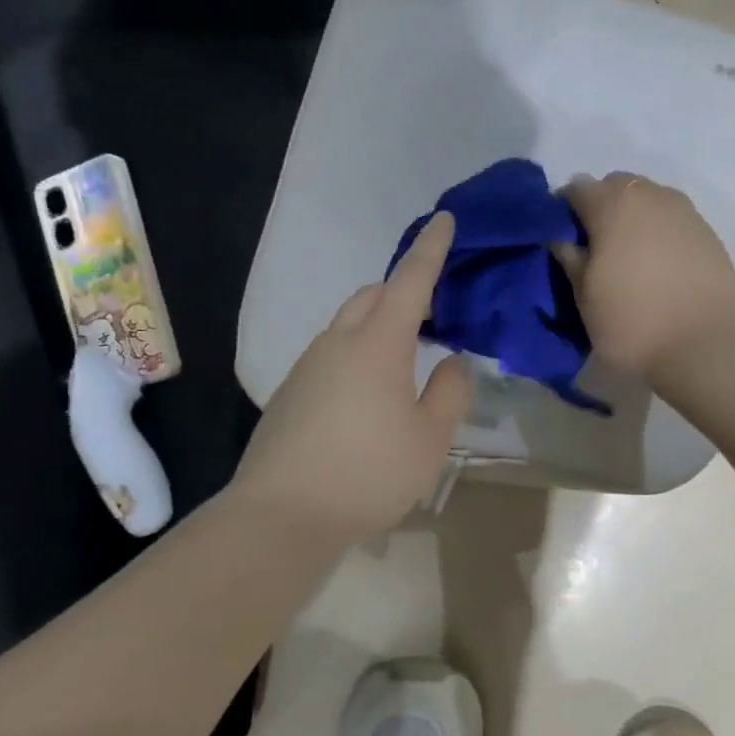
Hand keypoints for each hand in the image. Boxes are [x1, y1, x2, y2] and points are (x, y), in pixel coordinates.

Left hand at [233, 213, 472, 539]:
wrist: (280, 516)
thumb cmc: (368, 473)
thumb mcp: (430, 439)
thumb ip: (449, 393)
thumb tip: (453, 363)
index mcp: (377, 344)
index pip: (410, 281)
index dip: (431, 249)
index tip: (443, 219)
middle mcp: (337, 343)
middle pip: (372, 296)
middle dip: (402, 291)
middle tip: (433, 313)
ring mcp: (307, 367)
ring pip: (348, 326)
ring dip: (378, 326)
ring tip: (405, 363)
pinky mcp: (289, 393)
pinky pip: (331, 356)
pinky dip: (357, 356)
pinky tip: (368, 399)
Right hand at [559, 172, 734, 376]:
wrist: (705, 347)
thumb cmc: (633, 323)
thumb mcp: (585, 298)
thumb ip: (570, 259)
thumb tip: (562, 238)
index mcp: (613, 204)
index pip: (576, 188)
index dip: (563, 212)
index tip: (561, 240)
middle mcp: (651, 195)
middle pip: (616, 186)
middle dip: (601, 208)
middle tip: (596, 248)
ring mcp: (685, 211)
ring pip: (649, 201)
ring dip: (634, 218)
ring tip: (630, 257)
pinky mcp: (709, 232)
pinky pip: (674, 220)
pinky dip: (660, 233)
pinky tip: (660, 266)